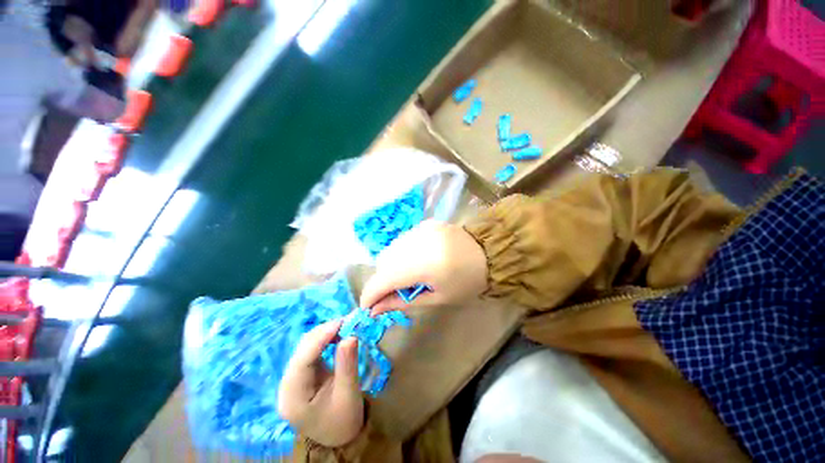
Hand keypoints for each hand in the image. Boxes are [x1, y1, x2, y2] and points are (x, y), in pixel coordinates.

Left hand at [279, 320, 363, 446]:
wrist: (339, 436)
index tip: (341, 322)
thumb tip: (351, 336)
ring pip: (306, 346)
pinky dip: (326, 339)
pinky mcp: (302, 373)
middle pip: (301, 350)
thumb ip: (348, 365)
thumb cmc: (344, 420)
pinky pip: (312, 350)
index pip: (302, 361)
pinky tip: (338, 335)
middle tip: (348, 321)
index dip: (320, 338)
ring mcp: (293, 378)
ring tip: (346, 325)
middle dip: (324, 332)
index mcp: (293, 398)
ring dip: (325, 333)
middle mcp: (287, 386)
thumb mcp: (348, 395)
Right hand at [360, 220, 487, 313]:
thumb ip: (402, 302)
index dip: (370, 294)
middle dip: (384, 281)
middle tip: (398, 292)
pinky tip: (419, 259)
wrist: (491, 254)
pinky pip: (404, 241)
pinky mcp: (425, 224)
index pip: (383, 279)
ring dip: (393, 266)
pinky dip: (404, 253)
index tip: (368, 307)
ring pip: (391, 250)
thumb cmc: (467, 282)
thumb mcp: (437, 299)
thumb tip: (375, 309)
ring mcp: (421, 229)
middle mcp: (417, 241)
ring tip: (410, 275)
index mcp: (423, 264)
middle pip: (384, 262)